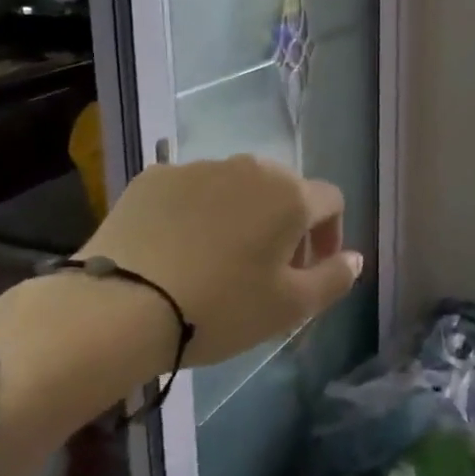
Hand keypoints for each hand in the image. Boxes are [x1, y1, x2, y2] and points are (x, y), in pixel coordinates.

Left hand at [80, 154, 362, 366]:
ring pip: (237, 188)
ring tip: (218, 260)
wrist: (119, 307)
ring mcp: (200, 167)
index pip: (331, 201)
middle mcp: (251, 168)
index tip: (309, 270)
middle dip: (285, 225)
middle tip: (265, 269)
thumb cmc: (220, 308)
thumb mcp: (290, 308)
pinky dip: (196, 212)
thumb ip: (335, 278)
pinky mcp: (155, 177)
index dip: (329, 235)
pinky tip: (177, 249)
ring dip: (242, 215)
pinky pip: (191, 190)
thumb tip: (356, 258)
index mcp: (291, 195)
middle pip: (284, 190)